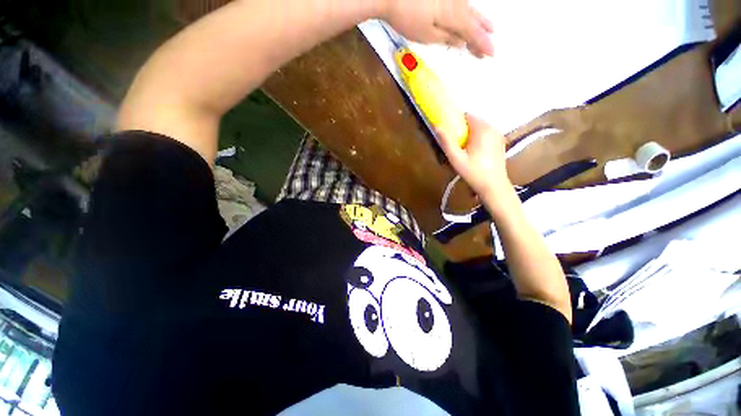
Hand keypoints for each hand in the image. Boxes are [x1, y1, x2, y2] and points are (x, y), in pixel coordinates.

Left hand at [381, 0, 493, 57]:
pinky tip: (472, 15)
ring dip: (480, 20)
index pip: (472, 33)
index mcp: (453, 16)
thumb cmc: (408, 18)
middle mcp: (457, 3)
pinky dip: (469, 12)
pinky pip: (462, 4)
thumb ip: (446, 38)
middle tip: (491, 44)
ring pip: (470, 10)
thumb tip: (461, 43)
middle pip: (473, 21)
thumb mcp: (427, 35)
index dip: (482, 43)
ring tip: (490, 28)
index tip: (490, 54)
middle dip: (482, 33)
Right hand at [436, 114, 510, 198]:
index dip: (456, 123)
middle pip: (474, 121)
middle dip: (463, 130)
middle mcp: (493, 128)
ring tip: (465, 151)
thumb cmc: (473, 172)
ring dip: (471, 135)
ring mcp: (498, 135)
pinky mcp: (500, 142)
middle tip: (457, 146)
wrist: (493, 186)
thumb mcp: (456, 159)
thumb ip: (447, 142)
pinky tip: (475, 153)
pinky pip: (487, 134)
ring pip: (480, 128)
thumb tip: (437, 126)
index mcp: (482, 130)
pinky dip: (479, 139)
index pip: (467, 115)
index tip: (450, 135)